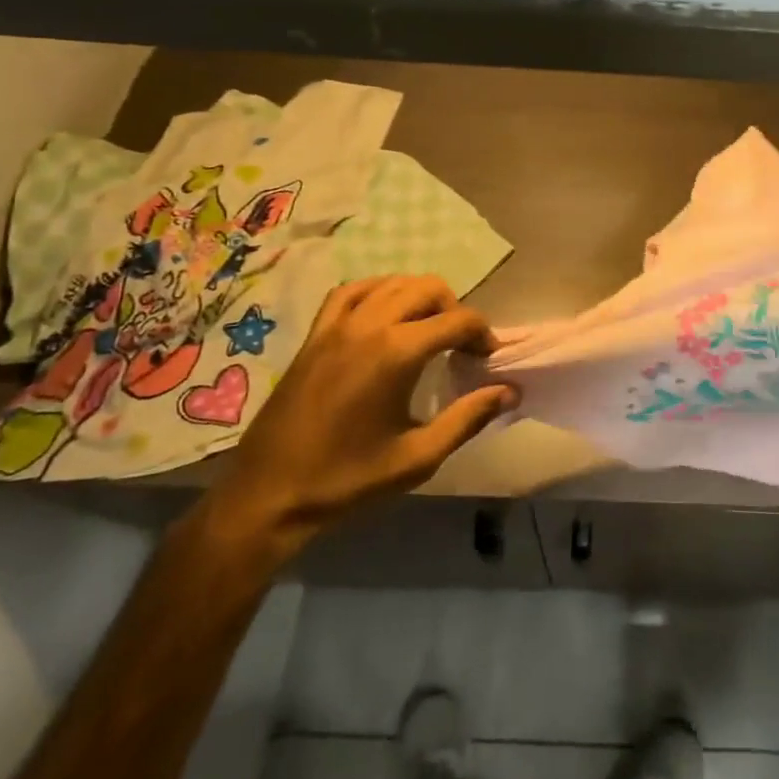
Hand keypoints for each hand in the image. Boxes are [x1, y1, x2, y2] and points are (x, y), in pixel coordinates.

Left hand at [201, 276, 518, 564]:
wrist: (269, 495)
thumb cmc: (348, 479)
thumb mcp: (418, 457)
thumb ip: (468, 418)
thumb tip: (510, 391)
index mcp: (397, 352)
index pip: (458, 320)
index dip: (482, 334)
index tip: (488, 359)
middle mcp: (369, 325)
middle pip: (429, 288)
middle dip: (455, 310)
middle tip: (460, 347)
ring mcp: (337, 325)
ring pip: (393, 283)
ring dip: (420, 297)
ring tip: (428, 330)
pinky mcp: (315, 334)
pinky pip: (352, 291)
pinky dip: (378, 291)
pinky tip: (385, 313)